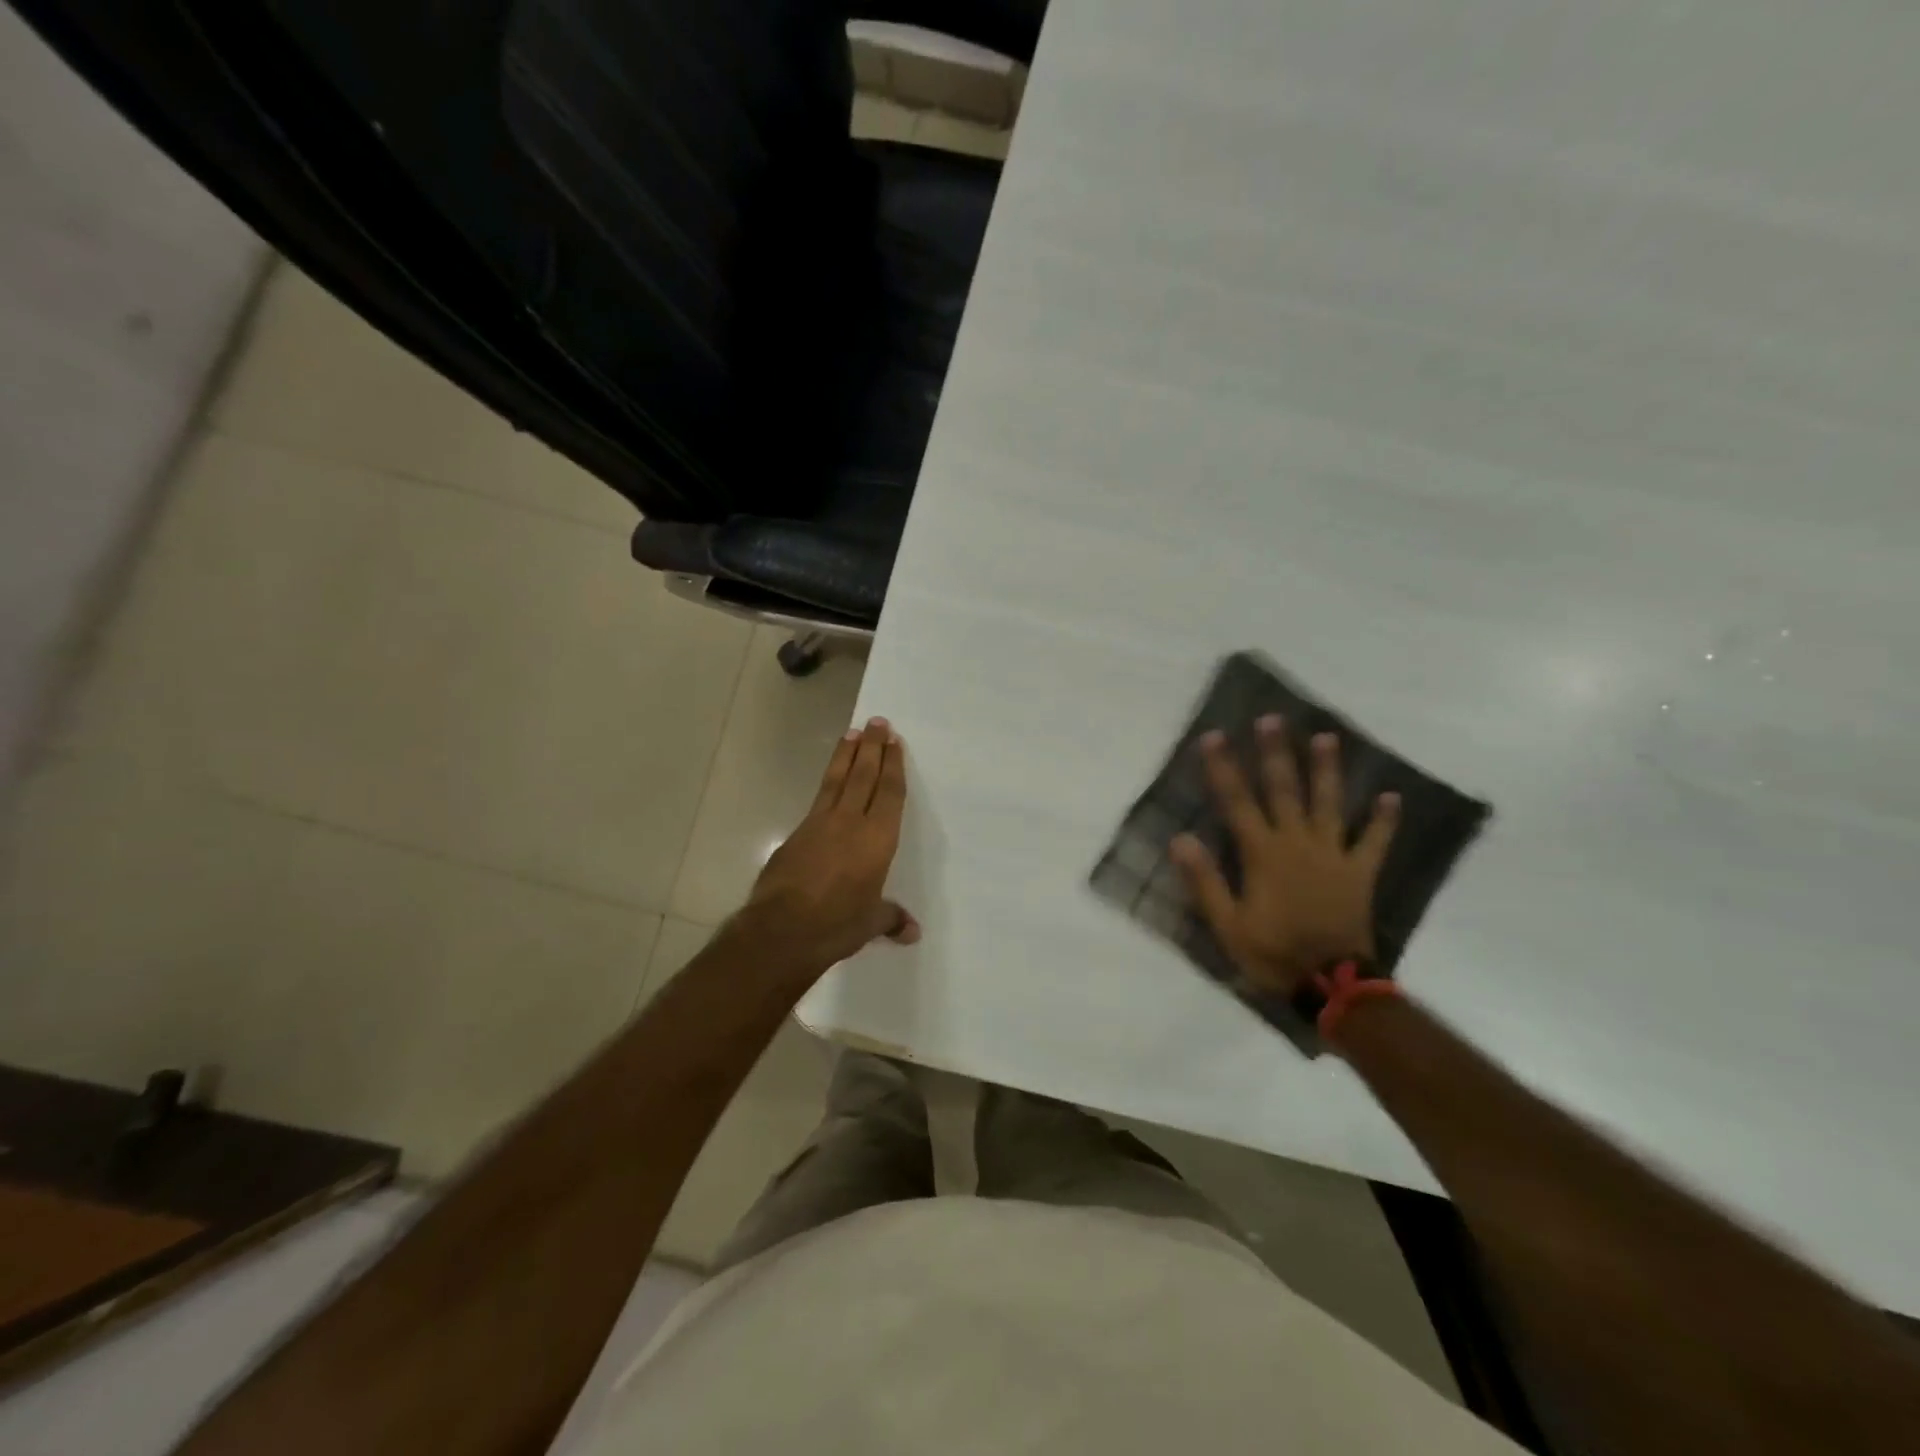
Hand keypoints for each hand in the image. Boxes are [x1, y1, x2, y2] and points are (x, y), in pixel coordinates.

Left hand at [745, 716, 920, 974]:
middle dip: (871, 748)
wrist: (781, 929)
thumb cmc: (837, 923)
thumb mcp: (869, 923)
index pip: (889, 793)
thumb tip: (912, 932)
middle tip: (876, 722)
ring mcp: (819, 825)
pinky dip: (827, 784)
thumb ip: (890, 918)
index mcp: (877, 839)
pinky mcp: (796, 835)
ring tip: (851, 733)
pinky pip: (818, 800)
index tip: (894, 741)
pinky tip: (828, 783)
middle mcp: (850, 823)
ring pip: (836, 781)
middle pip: (863, 776)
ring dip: (845, 756)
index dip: (893, 766)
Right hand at [1170, 717, 1398, 995]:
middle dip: (1275, 753)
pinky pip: (1373, 842)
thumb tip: (1180, 839)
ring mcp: (1333, 855)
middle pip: (1284, 790)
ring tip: (1327, 738)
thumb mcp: (1227, 924)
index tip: (1215, 737)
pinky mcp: (1359, 872)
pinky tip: (1392, 797)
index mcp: (1262, 854)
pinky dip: (1383, 820)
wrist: (1332, 985)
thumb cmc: (1272, 953)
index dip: (1224, 768)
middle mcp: (1297, 843)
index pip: (1237, 802)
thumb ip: (1205, 881)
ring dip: (1327, 770)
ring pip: (1328, 804)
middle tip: (1272, 720)